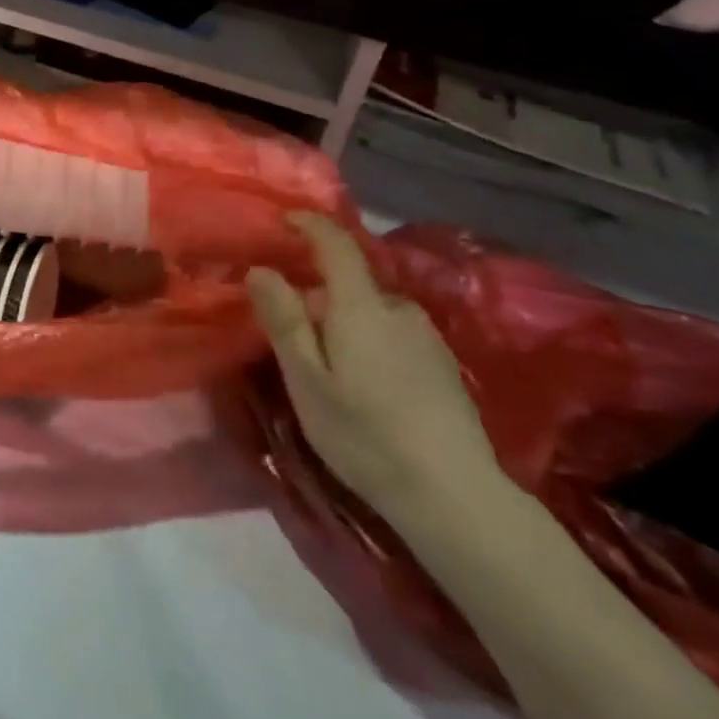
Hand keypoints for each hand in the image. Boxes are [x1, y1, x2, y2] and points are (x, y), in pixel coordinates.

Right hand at [247, 213, 505, 531]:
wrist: (456, 498)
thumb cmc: (366, 435)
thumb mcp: (307, 380)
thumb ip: (284, 320)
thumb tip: (261, 269)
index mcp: (361, 306)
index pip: (336, 243)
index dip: (309, 224)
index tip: (284, 220)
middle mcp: (398, 309)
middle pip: (349, 284)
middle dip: (317, 298)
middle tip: (292, 340)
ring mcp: (427, 337)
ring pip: (371, 313)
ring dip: (344, 325)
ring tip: (328, 372)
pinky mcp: (444, 366)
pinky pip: (392, 335)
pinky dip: (370, 344)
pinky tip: (366, 389)